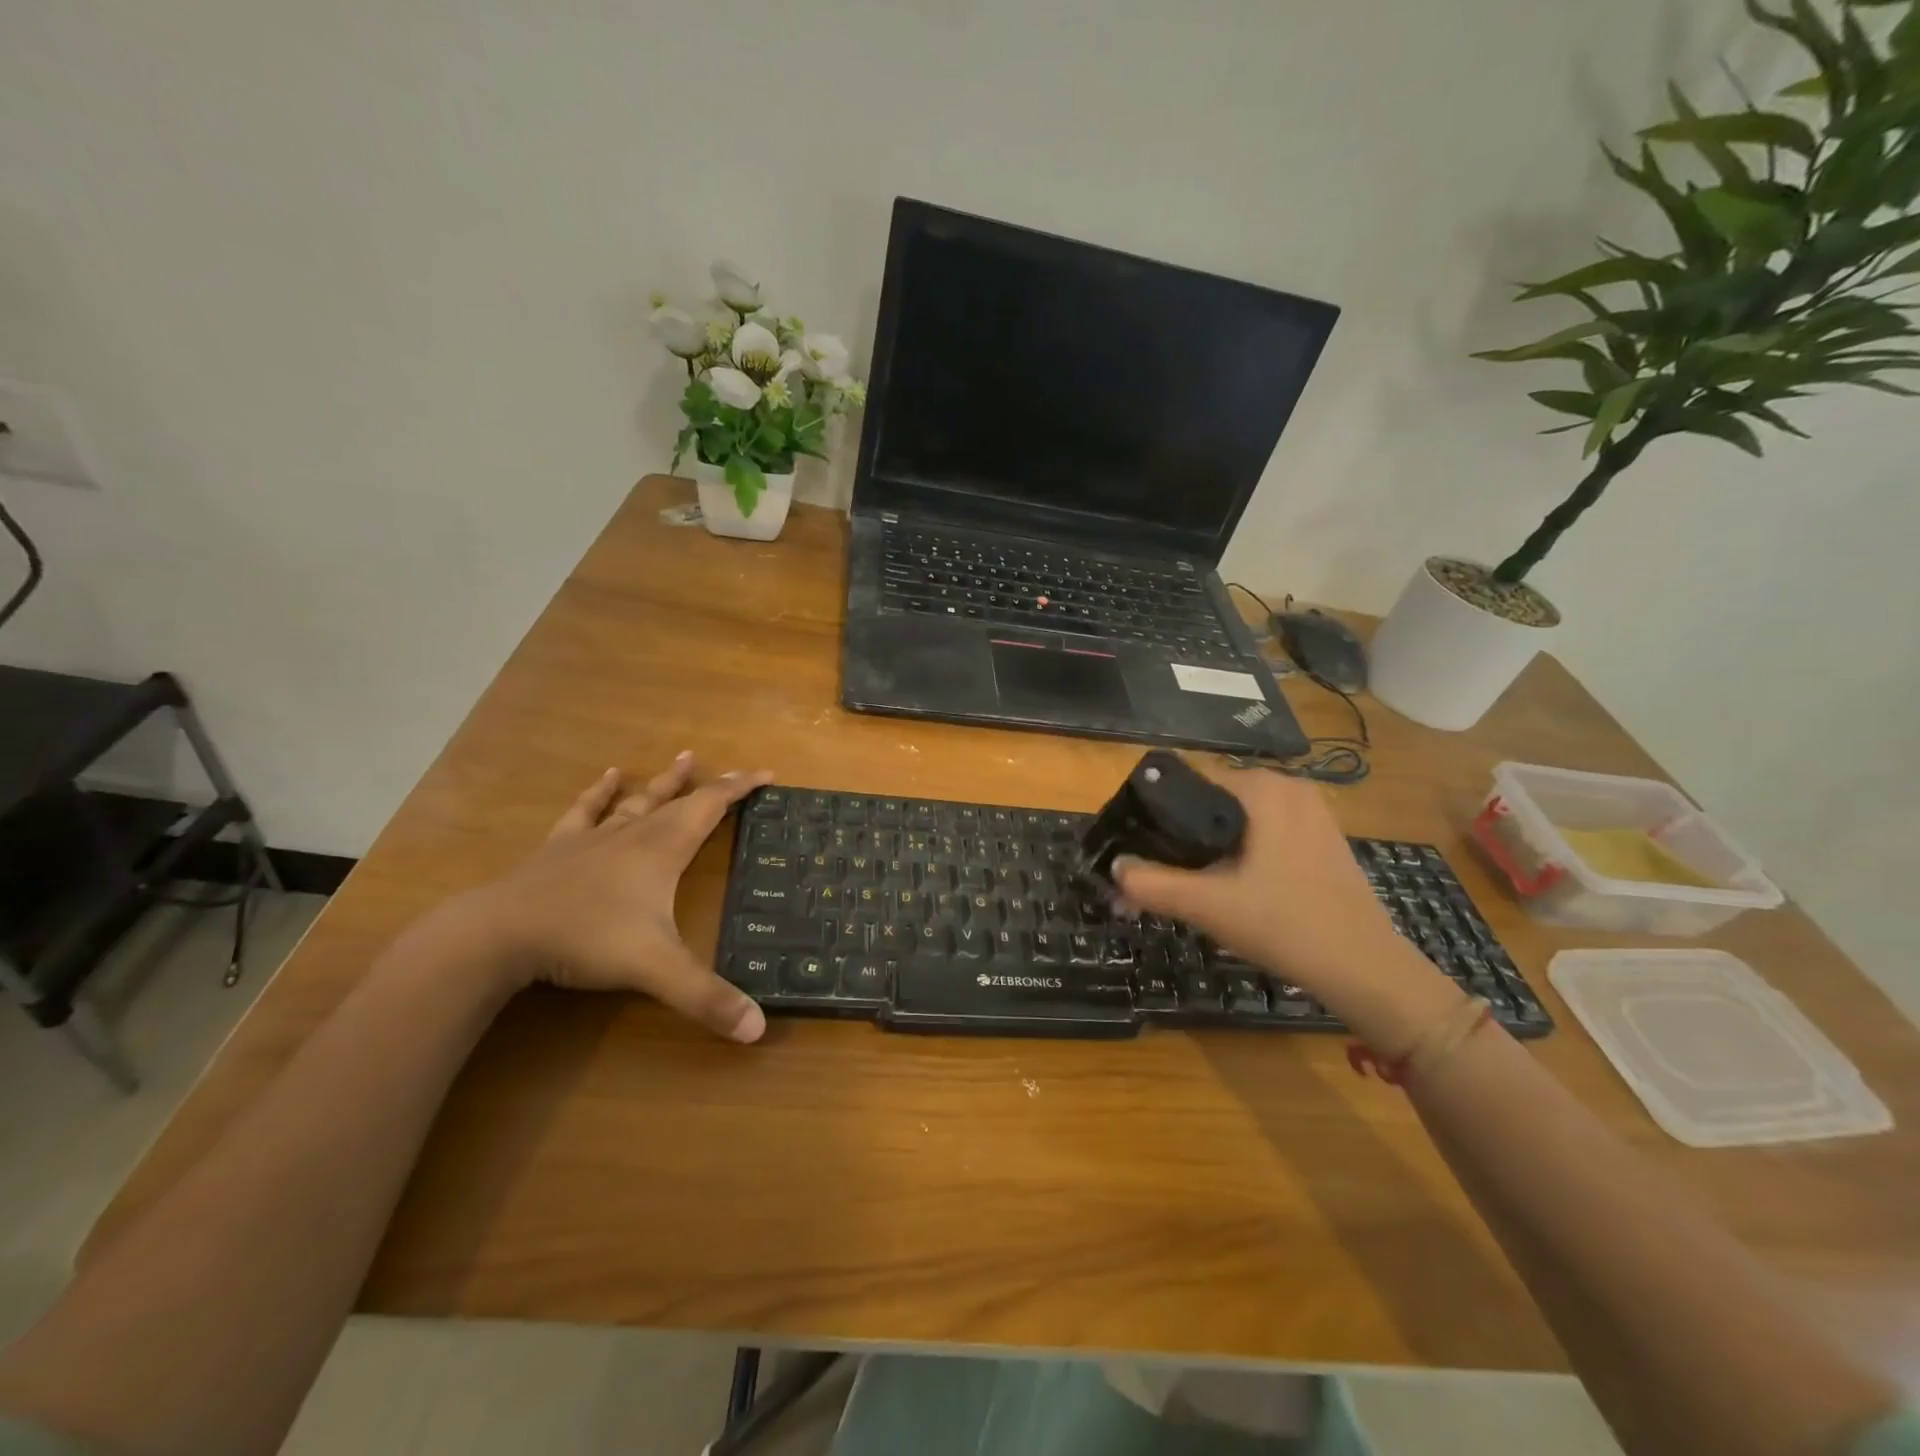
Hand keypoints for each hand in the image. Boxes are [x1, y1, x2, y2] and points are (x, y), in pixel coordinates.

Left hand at [475, 753, 773, 1041]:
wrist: (499, 933)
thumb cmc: (586, 939)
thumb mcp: (655, 970)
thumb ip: (706, 997)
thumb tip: (759, 1030)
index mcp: (663, 849)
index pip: (711, 807)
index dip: (740, 789)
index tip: (766, 774)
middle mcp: (634, 834)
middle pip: (679, 800)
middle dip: (711, 785)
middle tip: (733, 770)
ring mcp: (594, 838)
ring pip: (638, 800)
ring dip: (663, 781)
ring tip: (683, 758)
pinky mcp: (559, 849)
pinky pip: (586, 811)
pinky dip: (599, 793)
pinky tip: (607, 776)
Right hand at [1113, 762, 1427, 1009]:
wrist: (1367, 970)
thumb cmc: (1287, 926)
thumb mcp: (1210, 906)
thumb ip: (1152, 885)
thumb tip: (1114, 868)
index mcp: (1263, 788)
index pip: (1190, 780)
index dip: (1156, 810)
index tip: (1137, 845)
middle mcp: (1288, 787)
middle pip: (1212, 799)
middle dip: (1181, 833)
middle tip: (1160, 873)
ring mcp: (1311, 812)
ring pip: (1238, 819)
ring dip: (1210, 846)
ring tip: (1190, 883)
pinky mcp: (1321, 838)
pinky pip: (1264, 832)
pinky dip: (1240, 852)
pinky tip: (1232, 887)